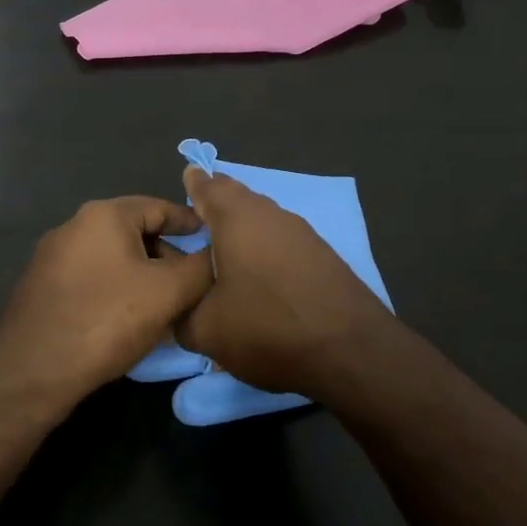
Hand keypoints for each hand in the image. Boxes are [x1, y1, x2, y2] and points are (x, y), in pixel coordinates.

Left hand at [0, 197, 213, 410]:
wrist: (29, 374)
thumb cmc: (105, 320)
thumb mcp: (167, 292)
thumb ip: (200, 267)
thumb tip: (217, 255)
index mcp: (104, 215)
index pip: (160, 206)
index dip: (192, 223)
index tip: (215, 242)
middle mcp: (74, 226)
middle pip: (137, 233)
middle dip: (168, 257)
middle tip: (193, 286)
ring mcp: (53, 259)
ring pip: (115, 259)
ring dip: (144, 278)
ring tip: (167, 310)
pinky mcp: (42, 290)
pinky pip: (93, 280)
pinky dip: (118, 292)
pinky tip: (131, 323)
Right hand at [174, 167, 392, 396]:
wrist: (349, 348)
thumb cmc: (268, 327)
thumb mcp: (207, 331)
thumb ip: (181, 314)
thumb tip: (176, 308)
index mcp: (237, 218)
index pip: (209, 187)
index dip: (194, 183)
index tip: (186, 177)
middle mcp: (270, 214)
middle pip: (239, 197)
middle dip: (218, 201)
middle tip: (200, 212)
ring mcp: (301, 231)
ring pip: (263, 216)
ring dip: (243, 225)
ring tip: (225, 246)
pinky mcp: (322, 253)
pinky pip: (282, 237)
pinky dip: (265, 244)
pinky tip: (261, 269)